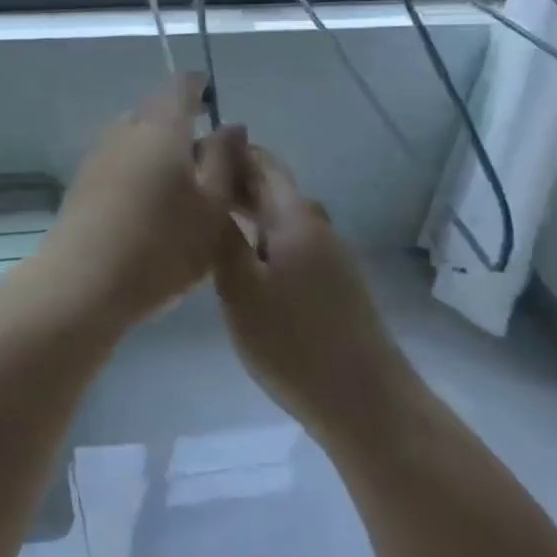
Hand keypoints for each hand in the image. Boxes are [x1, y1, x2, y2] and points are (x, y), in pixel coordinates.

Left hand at [31, 74, 240, 333]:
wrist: (83, 282)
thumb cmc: (161, 245)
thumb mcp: (213, 207)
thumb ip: (224, 159)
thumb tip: (230, 125)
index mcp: (162, 127)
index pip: (181, 86)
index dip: (200, 87)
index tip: (213, 100)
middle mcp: (126, 129)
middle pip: (157, 111)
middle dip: (181, 125)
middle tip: (207, 159)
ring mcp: (99, 153)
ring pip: (137, 137)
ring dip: (159, 150)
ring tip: (181, 187)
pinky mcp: (83, 180)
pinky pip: (120, 160)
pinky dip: (139, 170)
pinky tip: (149, 204)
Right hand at [205, 142, 389, 441]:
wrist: (367, 404)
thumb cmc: (294, 342)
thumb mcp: (240, 288)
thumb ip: (222, 236)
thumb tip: (208, 190)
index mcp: (294, 217)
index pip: (261, 162)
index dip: (228, 152)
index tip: (190, 157)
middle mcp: (316, 226)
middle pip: (272, 188)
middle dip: (233, 183)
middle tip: (190, 193)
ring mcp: (330, 256)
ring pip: (281, 218)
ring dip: (247, 212)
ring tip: (208, 223)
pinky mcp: (335, 284)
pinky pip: (291, 243)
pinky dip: (263, 238)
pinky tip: (242, 261)